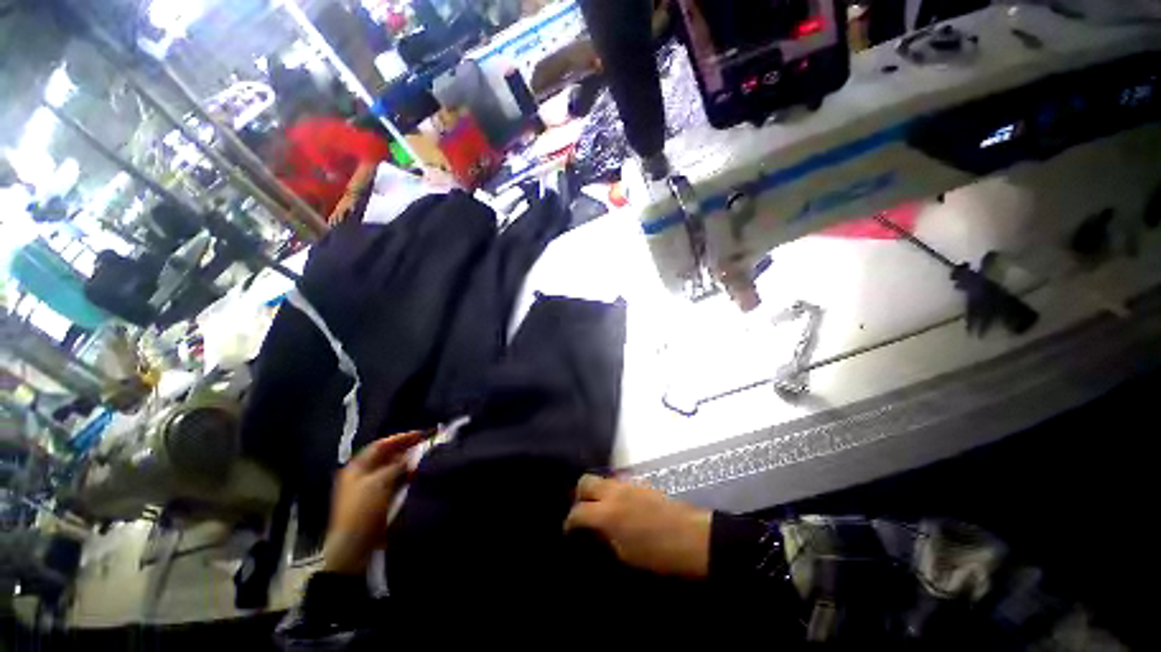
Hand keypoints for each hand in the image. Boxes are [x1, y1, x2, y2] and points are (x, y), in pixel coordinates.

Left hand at [323, 432, 423, 574]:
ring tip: (424, 458)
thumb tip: (411, 455)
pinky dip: (404, 475)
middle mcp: (361, 474)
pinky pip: (393, 481)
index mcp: (357, 467)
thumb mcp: (381, 482)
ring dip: (407, 462)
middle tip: (425, 444)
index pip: (381, 445)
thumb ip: (397, 465)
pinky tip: (416, 475)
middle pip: (386, 456)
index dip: (401, 438)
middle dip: (406, 449)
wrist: (354, 545)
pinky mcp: (376, 499)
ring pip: (391, 468)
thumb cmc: (363, 509)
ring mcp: (368, 487)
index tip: (421, 434)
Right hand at [564, 474, 711, 578]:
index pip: (578, 512)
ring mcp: (628, 483)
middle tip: (582, 512)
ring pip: (602, 479)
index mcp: (607, 513)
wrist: (692, 537)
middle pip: (586, 481)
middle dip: (578, 495)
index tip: (568, 531)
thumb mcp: (626, 555)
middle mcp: (614, 492)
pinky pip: (618, 481)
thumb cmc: (659, 554)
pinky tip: (618, 506)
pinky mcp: (640, 482)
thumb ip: (605, 537)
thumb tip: (595, 530)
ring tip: (599, 509)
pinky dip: (611, 490)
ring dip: (596, 491)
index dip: (569, 522)